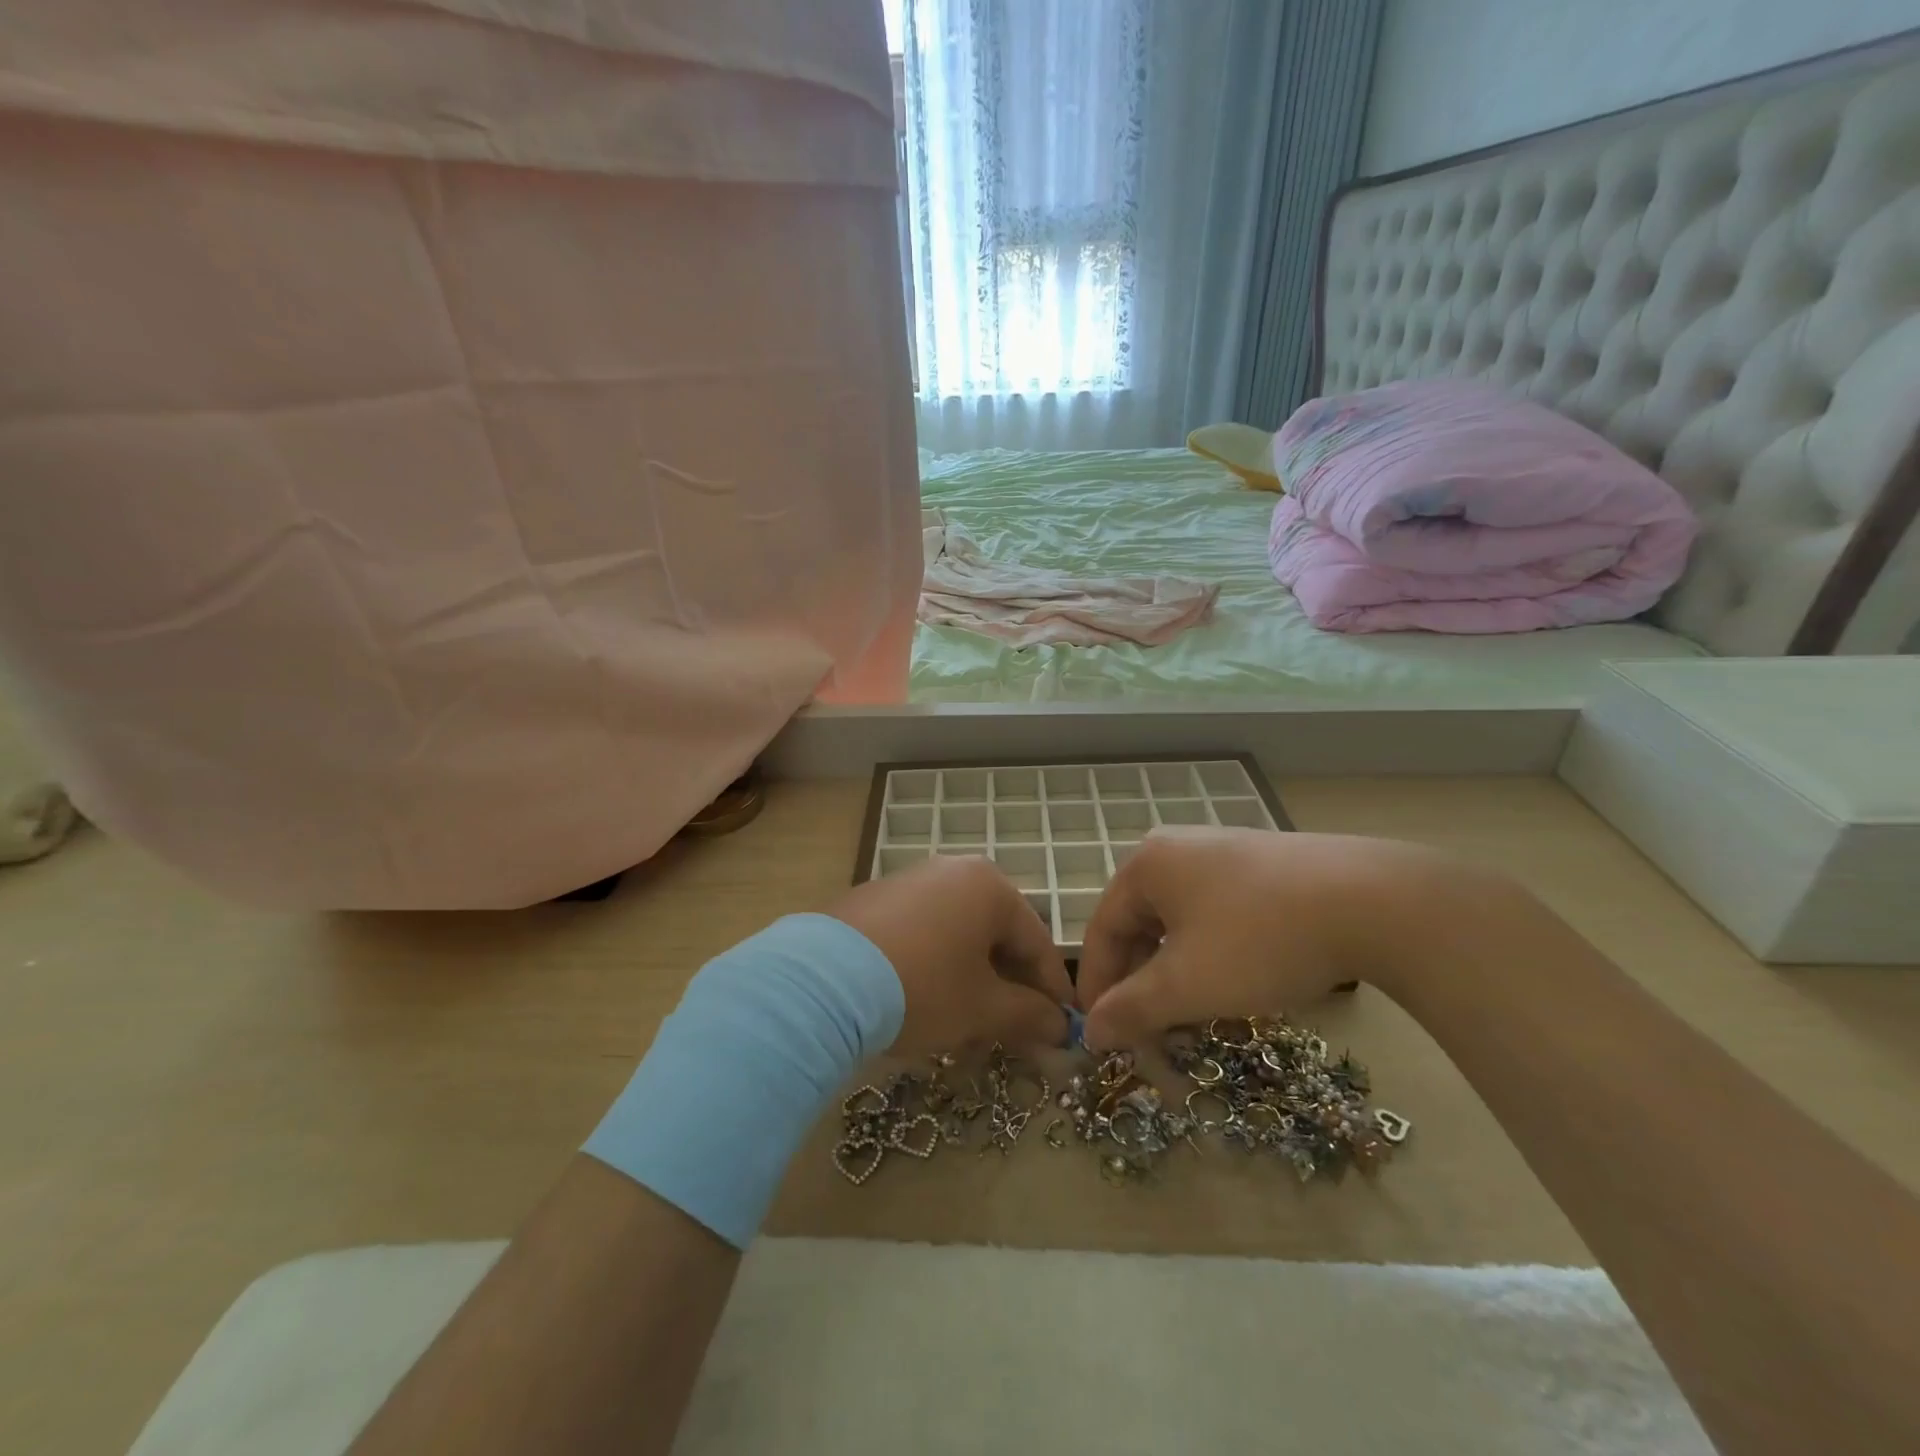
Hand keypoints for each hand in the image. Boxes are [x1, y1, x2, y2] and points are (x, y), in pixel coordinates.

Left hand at [829, 854, 1072, 1055]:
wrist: (822, 982)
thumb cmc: (922, 987)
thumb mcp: (983, 1008)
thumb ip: (1029, 1015)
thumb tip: (1060, 1028)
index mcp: (988, 886)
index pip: (1036, 942)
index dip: (1052, 991)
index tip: (1062, 1030)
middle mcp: (950, 872)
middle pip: (994, 938)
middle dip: (1006, 992)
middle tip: (1012, 1038)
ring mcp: (907, 883)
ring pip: (956, 940)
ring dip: (969, 986)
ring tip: (964, 1033)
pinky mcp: (871, 902)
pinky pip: (919, 936)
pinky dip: (932, 971)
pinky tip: (921, 1008)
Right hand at [1076, 827, 1453, 1047]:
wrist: (1373, 902)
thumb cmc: (1259, 941)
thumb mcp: (1186, 985)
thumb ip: (1130, 1009)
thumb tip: (1090, 1032)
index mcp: (1147, 865)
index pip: (1101, 929)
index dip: (1097, 986)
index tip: (1101, 1034)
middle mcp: (1178, 848)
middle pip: (1140, 924)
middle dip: (1141, 983)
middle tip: (1151, 1032)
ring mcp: (1224, 851)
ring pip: (1180, 922)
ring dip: (1177, 973)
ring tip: (1194, 1016)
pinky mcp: (1264, 865)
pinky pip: (1216, 913)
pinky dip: (1211, 953)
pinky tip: (1236, 983)